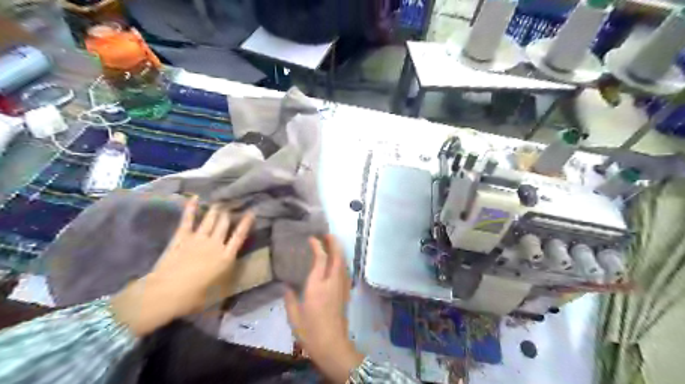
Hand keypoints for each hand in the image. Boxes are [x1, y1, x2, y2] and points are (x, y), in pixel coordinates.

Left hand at [111, 197, 252, 337]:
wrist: (164, 293)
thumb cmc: (193, 297)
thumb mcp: (217, 292)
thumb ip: (227, 280)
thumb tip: (234, 277)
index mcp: (226, 257)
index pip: (240, 236)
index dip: (246, 223)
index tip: (251, 212)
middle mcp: (215, 243)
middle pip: (225, 223)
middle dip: (230, 212)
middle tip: (233, 203)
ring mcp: (198, 238)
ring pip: (211, 218)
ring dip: (216, 209)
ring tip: (220, 201)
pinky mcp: (182, 237)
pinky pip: (188, 219)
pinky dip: (192, 208)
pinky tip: (195, 198)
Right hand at [285, 235, 362, 382]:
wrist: (332, 344)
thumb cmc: (310, 330)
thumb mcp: (294, 316)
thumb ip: (289, 299)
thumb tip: (286, 286)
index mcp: (317, 286)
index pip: (320, 259)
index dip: (317, 246)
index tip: (312, 238)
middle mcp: (332, 282)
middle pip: (337, 257)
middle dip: (334, 243)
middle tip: (328, 234)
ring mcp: (341, 287)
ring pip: (343, 263)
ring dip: (339, 251)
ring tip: (334, 244)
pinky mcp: (345, 293)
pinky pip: (345, 271)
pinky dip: (342, 262)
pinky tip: (338, 262)